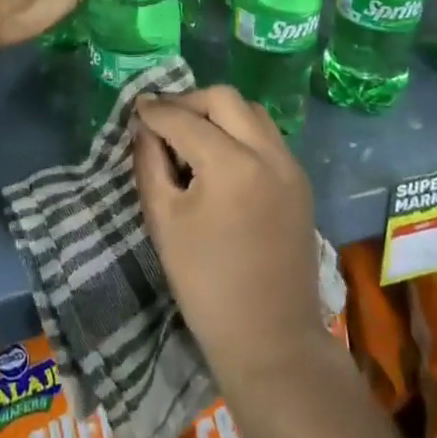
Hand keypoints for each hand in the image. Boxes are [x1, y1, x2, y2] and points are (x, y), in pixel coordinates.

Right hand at [132, 87, 326, 389]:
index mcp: (231, 164)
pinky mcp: (300, 181)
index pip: (184, 118)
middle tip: (163, 120)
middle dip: (188, 102)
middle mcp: (267, 153)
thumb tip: (144, 127)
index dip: (155, 110)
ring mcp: (290, 165)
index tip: (136, 107)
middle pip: (224, 98)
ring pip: (250, 111)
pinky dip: (239, 131)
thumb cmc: (206, 285)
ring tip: (191, 135)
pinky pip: (267, 135)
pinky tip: (220, 156)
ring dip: (217, 112)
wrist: (270, 339)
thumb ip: (149, 162)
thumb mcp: (164, 220)